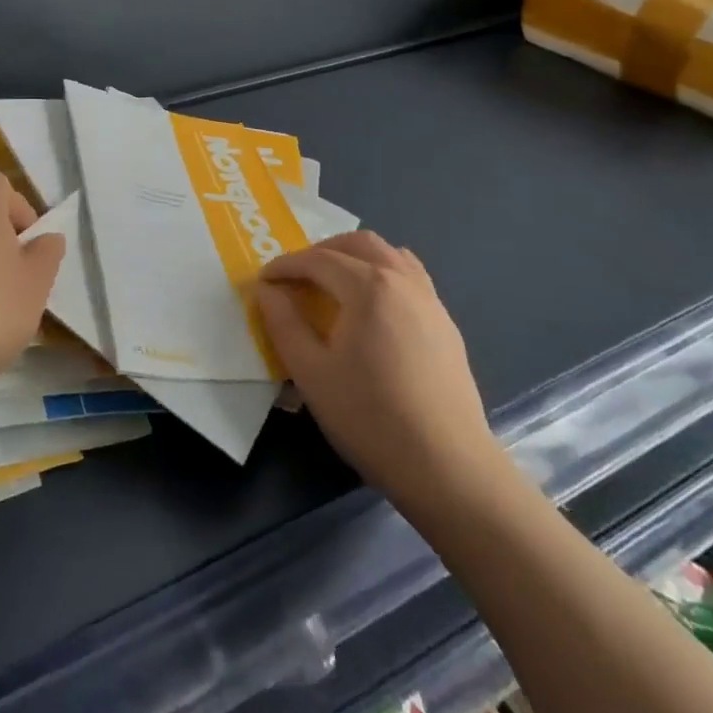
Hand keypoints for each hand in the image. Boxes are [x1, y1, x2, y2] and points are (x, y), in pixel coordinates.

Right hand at [258, 232, 501, 508]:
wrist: (448, 468)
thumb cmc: (371, 418)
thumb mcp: (311, 373)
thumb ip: (283, 323)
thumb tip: (267, 290)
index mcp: (368, 286)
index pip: (317, 260)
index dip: (285, 266)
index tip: (263, 281)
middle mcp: (402, 280)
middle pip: (357, 244)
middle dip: (321, 252)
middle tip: (297, 278)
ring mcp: (430, 300)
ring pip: (389, 254)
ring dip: (355, 257)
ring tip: (334, 284)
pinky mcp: (446, 324)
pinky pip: (410, 277)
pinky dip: (383, 274)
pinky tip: (373, 308)